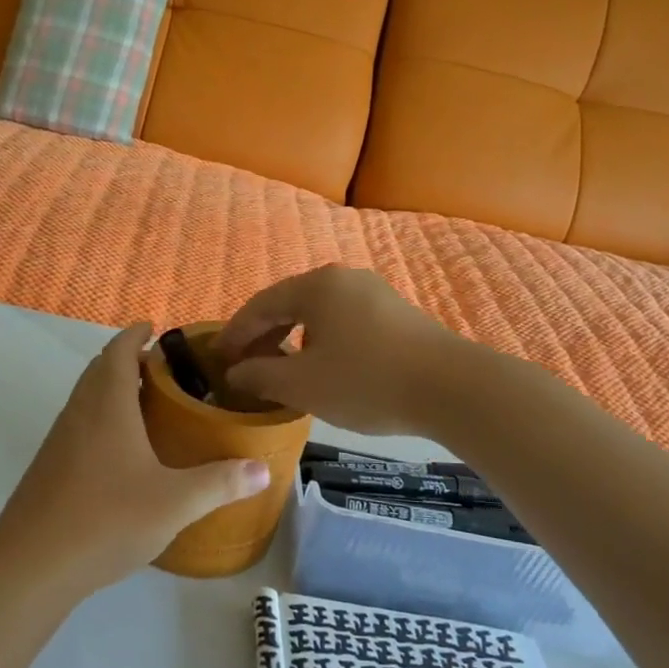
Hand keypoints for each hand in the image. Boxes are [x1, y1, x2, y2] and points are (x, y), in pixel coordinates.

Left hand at [0, 324, 271, 593]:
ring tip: (148, 403)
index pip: (118, 352)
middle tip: (162, 367)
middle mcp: (80, 413)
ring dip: (112, 388)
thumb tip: (263, 469)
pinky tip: (121, 450)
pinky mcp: (50, 466)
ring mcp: (60, 440)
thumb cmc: (106, 520)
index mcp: (108, 406)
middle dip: (126, 358)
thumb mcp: (175, 503)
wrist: (31, 564)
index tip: (153, 327)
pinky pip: (79, 423)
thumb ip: (220, 483)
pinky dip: (101, 417)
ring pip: (87, 397)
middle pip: (99, 369)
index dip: (134, 335)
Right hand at [215, 266, 465, 434]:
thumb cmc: (366, 381)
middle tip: (245, 366)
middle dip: (263, 336)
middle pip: (290, 304)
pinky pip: (344, 322)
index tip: (216, 358)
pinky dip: (322, 342)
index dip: (235, 333)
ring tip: (281, 370)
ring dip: (293, 340)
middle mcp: (343, 279)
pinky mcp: (397, 314)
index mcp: (316, 286)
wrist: (452, 389)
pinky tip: (323, 368)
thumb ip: (260, 375)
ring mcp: (374, 294)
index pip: (260, 305)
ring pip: (319, 314)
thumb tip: (235, 372)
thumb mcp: (302, 384)